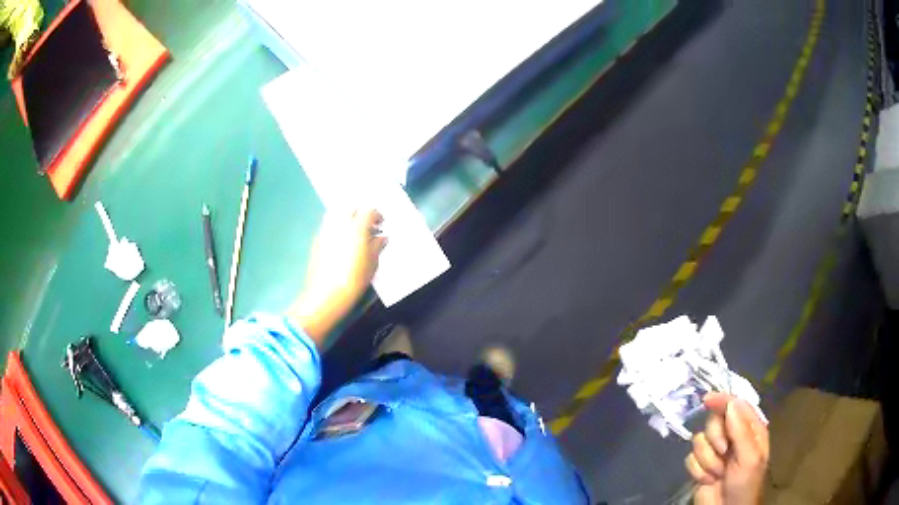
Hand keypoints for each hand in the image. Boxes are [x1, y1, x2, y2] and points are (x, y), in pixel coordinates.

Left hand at [288, 210, 386, 345]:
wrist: (326, 295)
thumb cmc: (354, 280)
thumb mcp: (372, 264)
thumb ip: (376, 246)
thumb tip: (381, 238)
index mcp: (356, 227)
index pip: (368, 211)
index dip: (377, 215)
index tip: (380, 225)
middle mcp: (339, 223)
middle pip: (350, 207)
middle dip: (359, 212)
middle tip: (366, 225)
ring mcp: (325, 230)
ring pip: (336, 213)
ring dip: (345, 217)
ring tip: (352, 231)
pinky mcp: (316, 239)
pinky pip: (327, 225)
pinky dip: (335, 227)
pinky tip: (340, 241)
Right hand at [686, 393, 768, 504]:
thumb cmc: (746, 484)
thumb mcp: (749, 458)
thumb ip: (741, 431)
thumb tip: (730, 403)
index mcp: (750, 429)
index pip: (736, 405)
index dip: (722, 400)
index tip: (707, 400)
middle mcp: (732, 437)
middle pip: (715, 422)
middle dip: (716, 438)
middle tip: (723, 451)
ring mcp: (715, 452)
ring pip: (700, 441)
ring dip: (708, 459)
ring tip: (718, 473)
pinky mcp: (701, 467)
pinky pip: (691, 459)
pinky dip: (698, 470)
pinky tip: (708, 479)